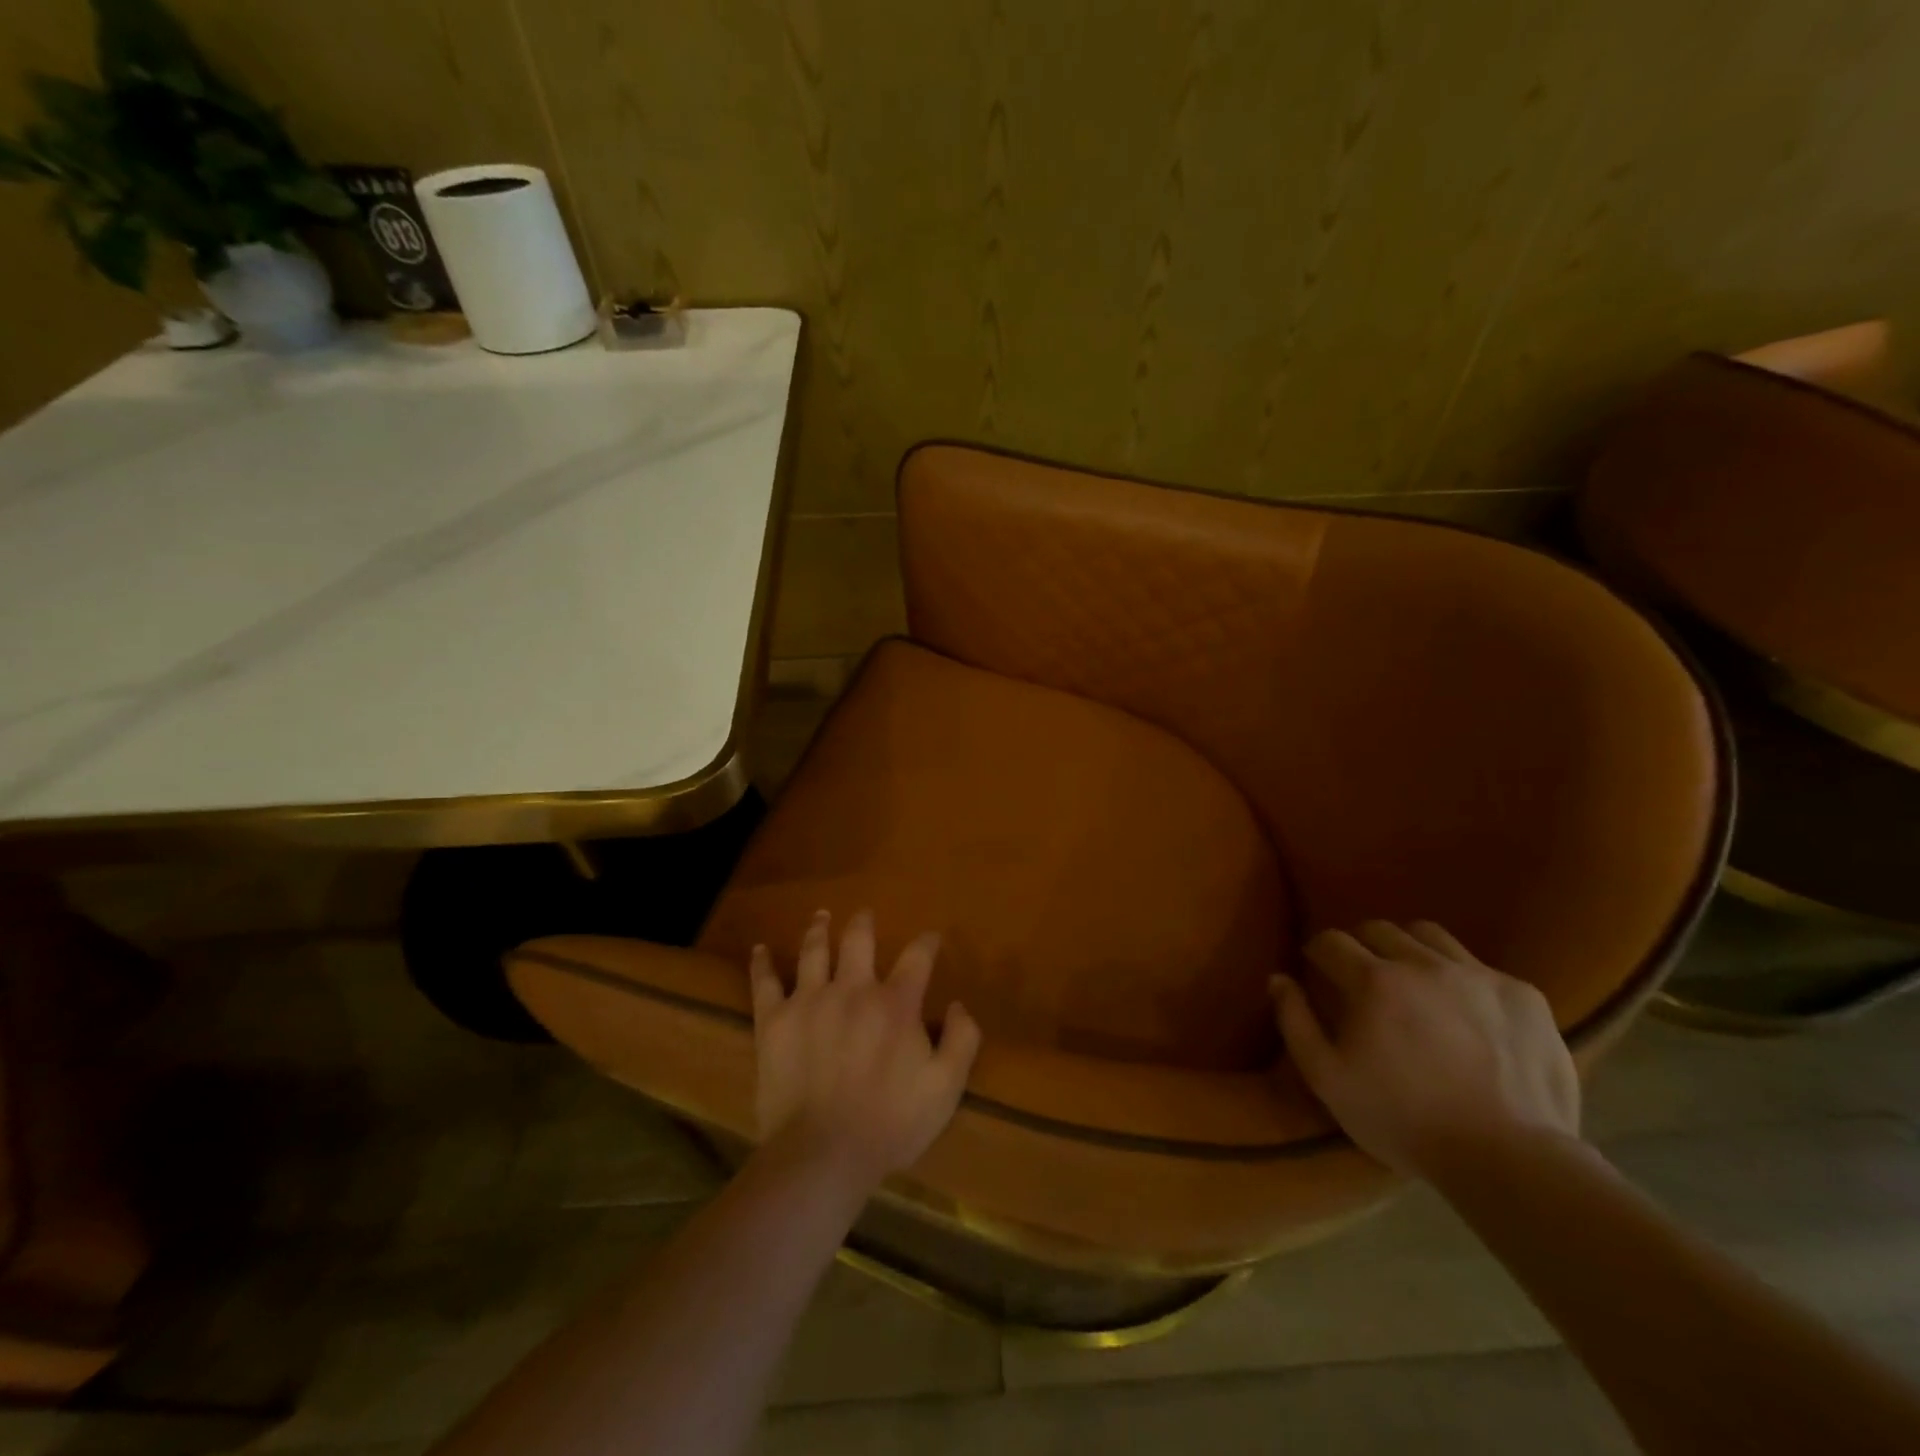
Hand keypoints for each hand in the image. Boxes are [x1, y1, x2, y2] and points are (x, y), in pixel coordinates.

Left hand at [749, 909, 980, 1193]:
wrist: (822, 1154)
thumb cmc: (890, 1123)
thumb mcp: (945, 1088)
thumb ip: (961, 1040)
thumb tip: (959, 1005)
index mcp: (895, 1003)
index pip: (917, 957)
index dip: (927, 943)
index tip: (931, 938)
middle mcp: (853, 989)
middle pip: (858, 940)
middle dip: (864, 923)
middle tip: (865, 914)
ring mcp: (810, 1000)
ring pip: (814, 950)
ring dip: (819, 929)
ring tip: (821, 916)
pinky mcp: (775, 1021)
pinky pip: (765, 983)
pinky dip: (762, 963)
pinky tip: (760, 949)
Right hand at [1270, 920, 1579, 1178]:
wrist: (1511, 1160)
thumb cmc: (1405, 1120)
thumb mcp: (1328, 1079)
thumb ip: (1295, 1022)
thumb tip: (1278, 978)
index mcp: (1373, 981)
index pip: (1331, 940)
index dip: (1318, 952)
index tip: (1317, 969)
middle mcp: (1423, 963)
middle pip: (1379, 929)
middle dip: (1361, 945)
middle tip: (1361, 975)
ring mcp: (1478, 975)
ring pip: (1429, 935)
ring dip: (1409, 949)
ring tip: (1411, 980)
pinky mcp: (1523, 995)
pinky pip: (1479, 967)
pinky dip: (1461, 978)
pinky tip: (1464, 1011)